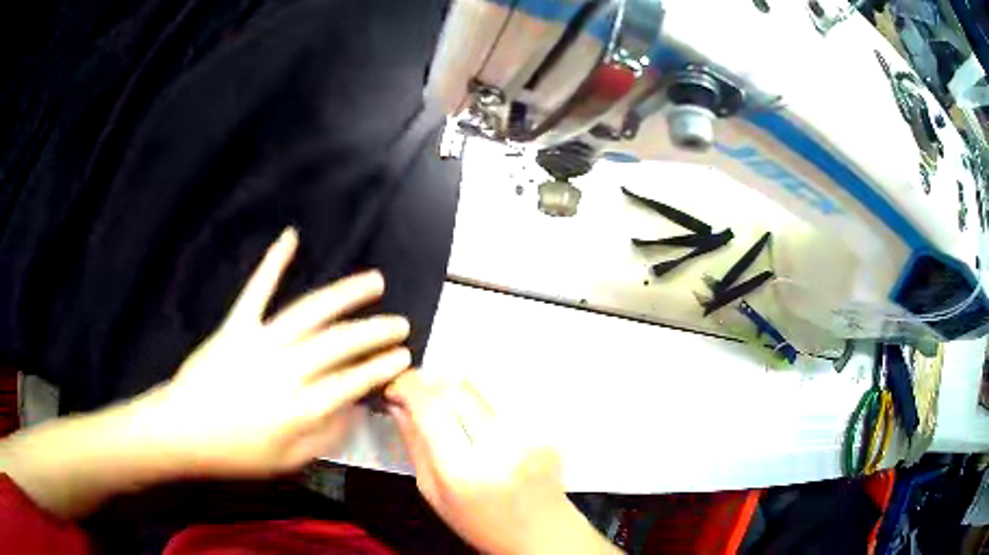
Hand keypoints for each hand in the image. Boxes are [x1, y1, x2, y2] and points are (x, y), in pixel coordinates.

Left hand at [138, 227, 411, 476]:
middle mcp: (285, 370)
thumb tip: (354, 410)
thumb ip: (325, 437)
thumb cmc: (234, 453)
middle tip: (401, 324)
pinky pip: (258, 289)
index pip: (351, 383)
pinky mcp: (236, 325)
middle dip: (375, 332)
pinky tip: (291, 236)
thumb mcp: (287, 462)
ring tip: (374, 281)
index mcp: (298, 407)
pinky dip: (274, 261)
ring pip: (311, 312)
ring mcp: (260, 342)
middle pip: (339, 344)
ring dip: (346, 294)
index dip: (381, 368)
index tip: (404, 356)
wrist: (182, 430)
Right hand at [385, 374, 618, 554]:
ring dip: (456, 393)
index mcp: (464, 472)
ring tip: (451, 416)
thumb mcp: (435, 495)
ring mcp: (528, 437)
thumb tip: (399, 405)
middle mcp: (500, 448)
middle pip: (458, 388)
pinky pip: (502, 403)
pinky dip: (482, 406)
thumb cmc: (483, 524)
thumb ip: (415, 446)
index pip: (431, 407)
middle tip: (419, 396)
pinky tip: (481, 429)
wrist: (543, 534)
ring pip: (481, 391)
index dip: (408, 386)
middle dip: (431, 384)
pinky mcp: (545, 430)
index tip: (396, 387)